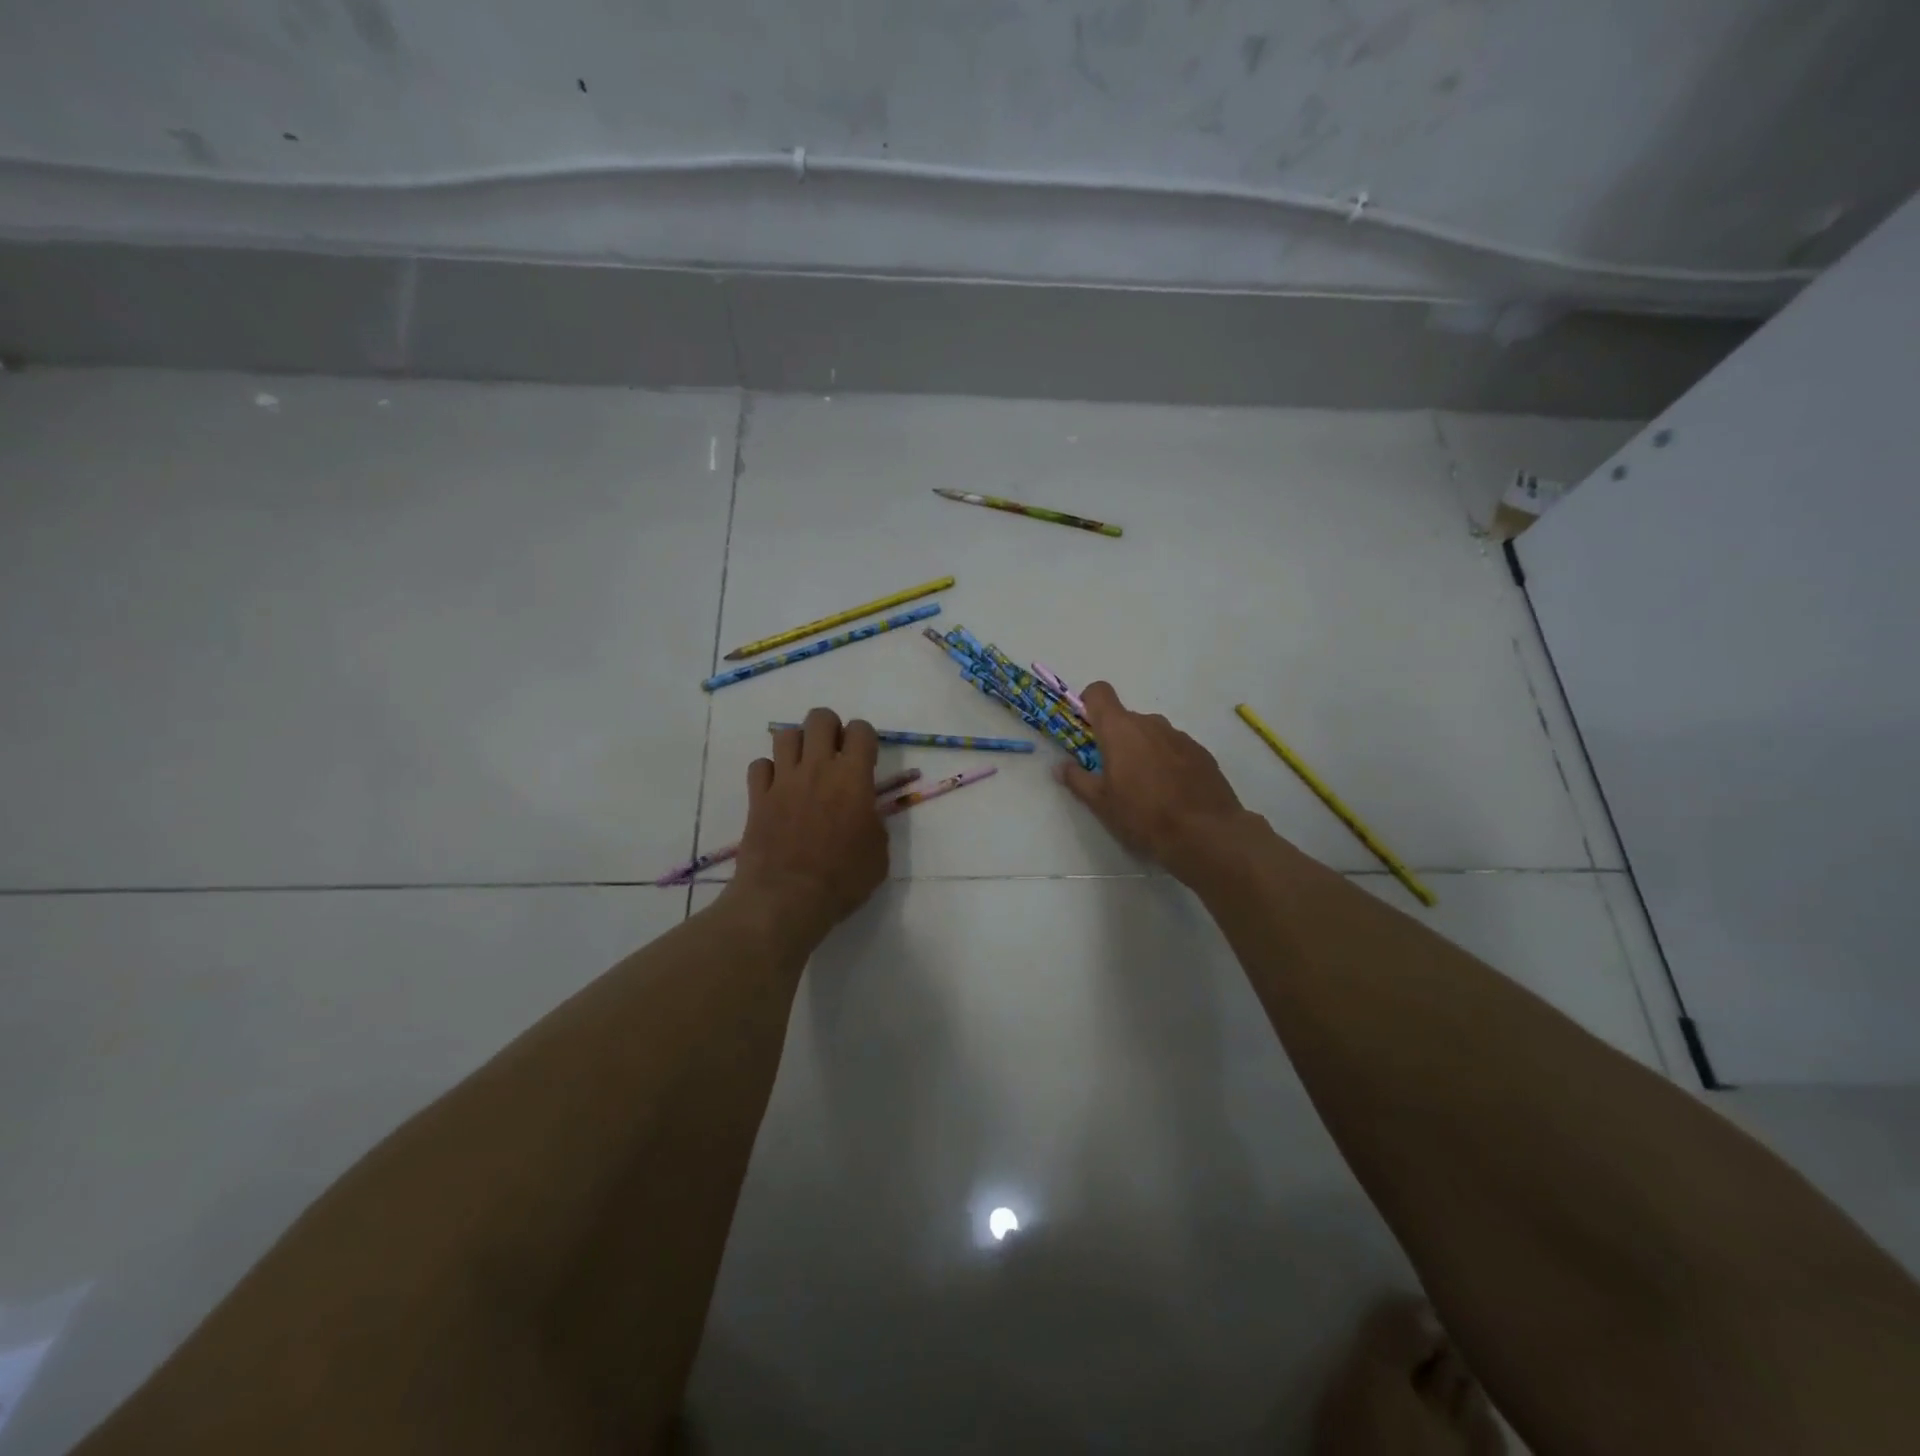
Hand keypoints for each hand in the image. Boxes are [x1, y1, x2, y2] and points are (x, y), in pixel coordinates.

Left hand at [730, 707, 888, 944]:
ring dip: (797, 744)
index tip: (865, 756)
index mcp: (853, 778)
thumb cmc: (842, 879)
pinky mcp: (757, 797)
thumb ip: (874, 823)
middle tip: (833, 753)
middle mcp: (817, 768)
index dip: (864, 737)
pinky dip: (769, 771)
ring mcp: (783, 781)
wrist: (786, 898)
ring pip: (785, 734)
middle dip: (829, 728)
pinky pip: (760, 766)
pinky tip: (777, 789)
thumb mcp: (878, 853)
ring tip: (803, 766)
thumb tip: (865, 814)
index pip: (861, 730)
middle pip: (819, 718)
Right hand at [1055, 681, 1250, 879]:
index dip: (1089, 704)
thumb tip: (1061, 767)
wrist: (1206, 833)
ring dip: (1143, 752)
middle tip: (1113, 775)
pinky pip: (1174, 748)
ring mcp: (1179, 736)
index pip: (1099, 692)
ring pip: (1151, 735)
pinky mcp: (1201, 752)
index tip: (1086, 729)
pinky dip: (1167, 762)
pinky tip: (1172, 793)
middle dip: (1115, 740)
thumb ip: (1077, 779)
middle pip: (1125, 719)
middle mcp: (1150, 723)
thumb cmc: (1143, 815)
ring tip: (1146, 789)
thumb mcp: (1101, 803)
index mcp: (1120, 729)